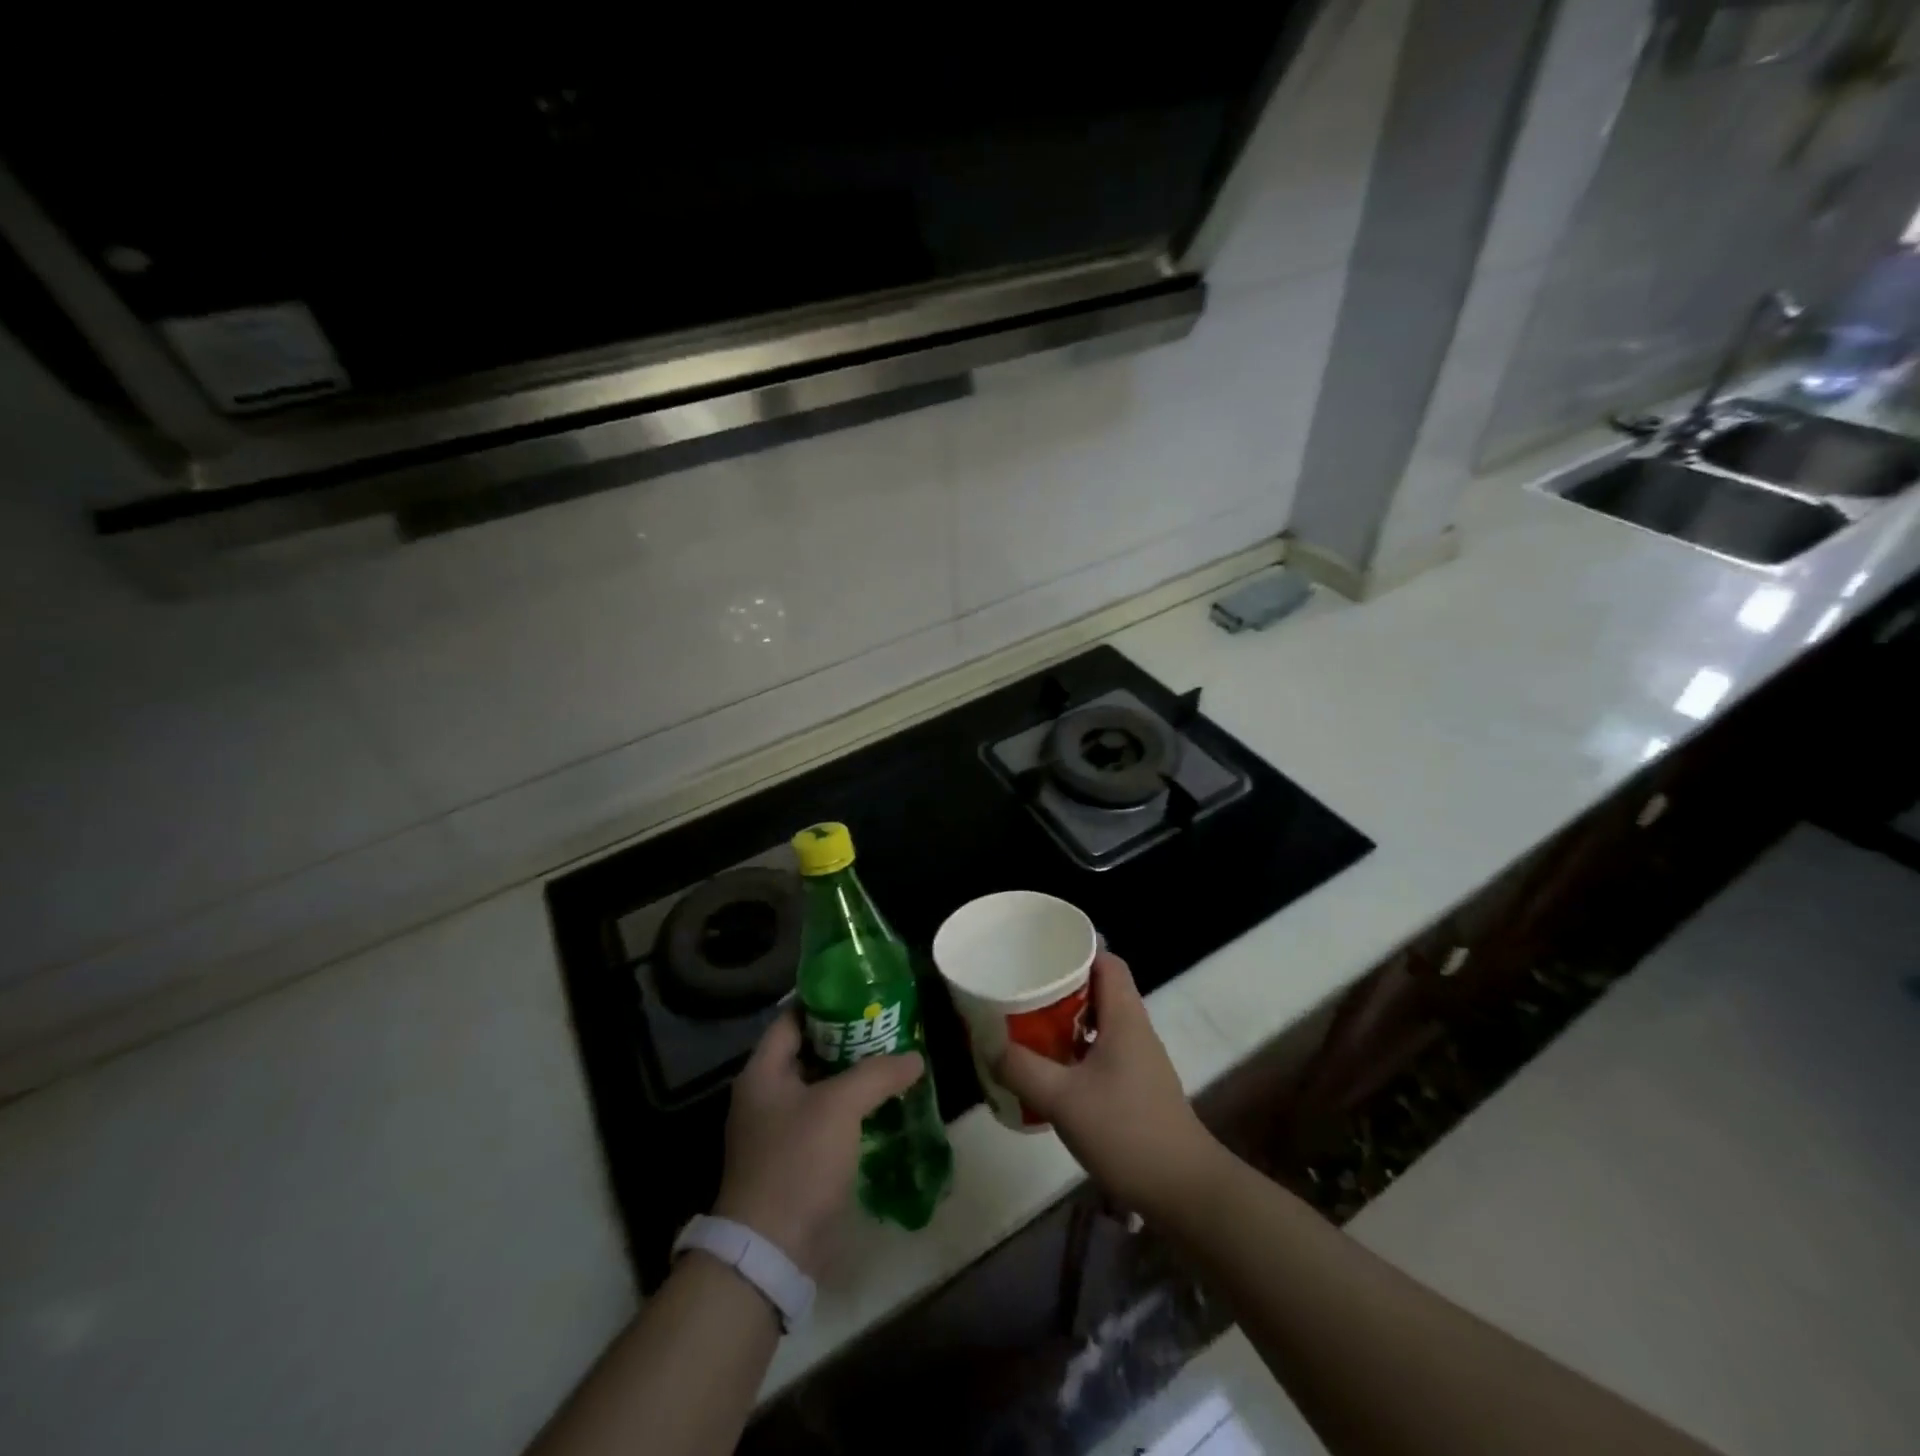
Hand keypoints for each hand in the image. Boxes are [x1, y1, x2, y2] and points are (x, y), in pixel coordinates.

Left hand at [713, 1008, 924, 1275]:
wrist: (772, 1251)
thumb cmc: (797, 1162)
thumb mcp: (840, 1106)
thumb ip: (878, 1074)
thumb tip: (915, 1057)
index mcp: (763, 1072)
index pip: (792, 1018)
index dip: (825, 1001)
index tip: (862, 991)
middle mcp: (766, 1095)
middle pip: (809, 1051)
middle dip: (848, 1038)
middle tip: (888, 1024)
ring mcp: (778, 1130)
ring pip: (821, 1086)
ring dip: (853, 1075)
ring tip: (894, 1059)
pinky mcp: (795, 1160)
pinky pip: (826, 1119)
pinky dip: (852, 1109)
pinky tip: (884, 1104)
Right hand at [993, 951, 1220, 1215]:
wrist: (1184, 1189)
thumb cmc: (1126, 1132)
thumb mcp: (1064, 1100)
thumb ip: (1023, 1069)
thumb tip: (990, 1045)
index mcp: (1124, 1017)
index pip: (1106, 960)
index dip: (1076, 949)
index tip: (1041, 952)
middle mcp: (1134, 1029)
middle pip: (1100, 987)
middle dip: (1062, 984)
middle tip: (1024, 988)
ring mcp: (1138, 1059)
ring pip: (1100, 1021)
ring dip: (1067, 1018)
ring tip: (1029, 1023)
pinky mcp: (1137, 1086)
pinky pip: (1102, 1050)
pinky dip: (1076, 1049)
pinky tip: (1051, 1069)